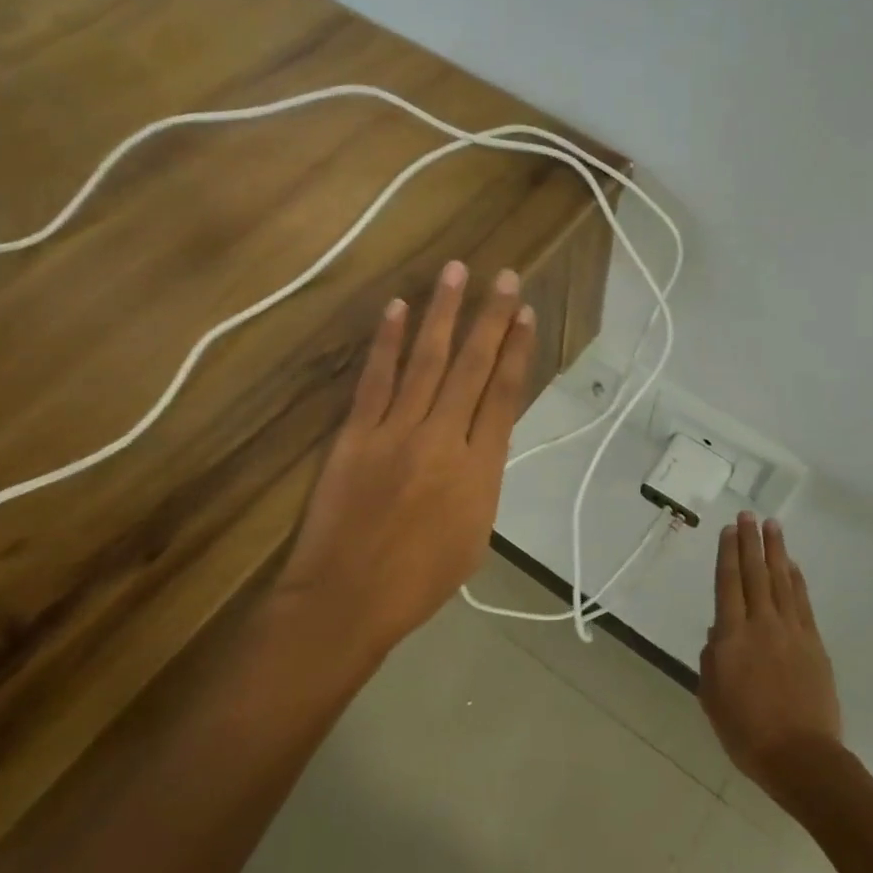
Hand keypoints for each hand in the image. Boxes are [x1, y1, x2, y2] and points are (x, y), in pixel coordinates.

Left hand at [277, 260, 535, 651]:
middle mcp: (444, 439)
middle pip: (473, 367)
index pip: (505, 394)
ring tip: (456, 272)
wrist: (347, 599)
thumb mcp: (476, 536)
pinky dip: (386, 342)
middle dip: (491, 318)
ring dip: (443, 313)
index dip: (518, 350)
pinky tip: (396, 308)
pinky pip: (375, 379)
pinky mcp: (356, 434)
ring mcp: (396, 431)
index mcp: (481, 470)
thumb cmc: (420, 581)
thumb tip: (481, 442)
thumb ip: (482, 481)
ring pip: (426, 361)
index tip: (526, 314)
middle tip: (505, 276)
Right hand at [698, 514, 841, 797]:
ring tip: (772, 526)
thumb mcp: (712, 698)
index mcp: (731, 637)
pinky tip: (791, 565)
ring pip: (781, 581)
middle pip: (755, 573)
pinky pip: (802, 602)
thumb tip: (719, 635)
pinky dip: (796, 580)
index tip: (729, 530)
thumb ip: (712, 660)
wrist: (800, 756)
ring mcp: (791, 631)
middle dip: (751, 542)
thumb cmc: (746, 732)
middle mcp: (761, 624)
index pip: (728, 583)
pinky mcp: (814, 643)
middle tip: (748, 515)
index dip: (728, 554)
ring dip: (776, 551)